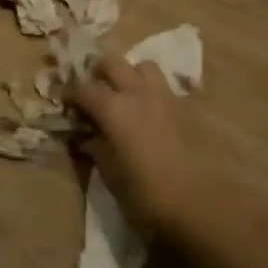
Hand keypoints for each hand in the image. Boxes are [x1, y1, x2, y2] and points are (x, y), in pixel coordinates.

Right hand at [70, 57, 200, 231]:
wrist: (204, 203)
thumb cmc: (149, 193)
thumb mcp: (113, 176)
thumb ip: (97, 150)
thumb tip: (86, 138)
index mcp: (114, 109)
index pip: (84, 88)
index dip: (70, 93)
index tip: (62, 101)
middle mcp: (138, 93)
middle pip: (113, 63)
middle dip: (98, 72)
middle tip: (91, 89)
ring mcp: (165, 97)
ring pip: (143, 67)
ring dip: (129, 73)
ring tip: (124, 94)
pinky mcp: (186, 108)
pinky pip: (163, 86)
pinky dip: (150, 90)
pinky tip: (149, 113)